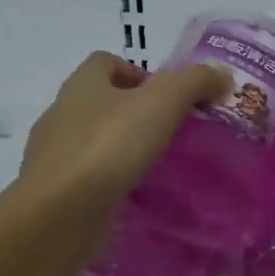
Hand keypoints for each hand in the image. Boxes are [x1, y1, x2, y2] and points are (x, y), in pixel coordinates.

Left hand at [21, 51, 230, 204]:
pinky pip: (84, 176)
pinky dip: (105, 180)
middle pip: (98, 101)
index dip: (136, 72)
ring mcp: (52, 154)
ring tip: (150, 166)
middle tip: (166, 133)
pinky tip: (128, 194)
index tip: (165, 98)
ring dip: (117, 147)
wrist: (59, 213)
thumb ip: (194, 82)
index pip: (105, 62)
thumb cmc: (109, 146)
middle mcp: (61, 113)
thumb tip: (222, 74)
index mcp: (82, 84)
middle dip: (130, 112)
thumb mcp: (162, 103)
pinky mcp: (53, 191)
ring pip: (90, 140)